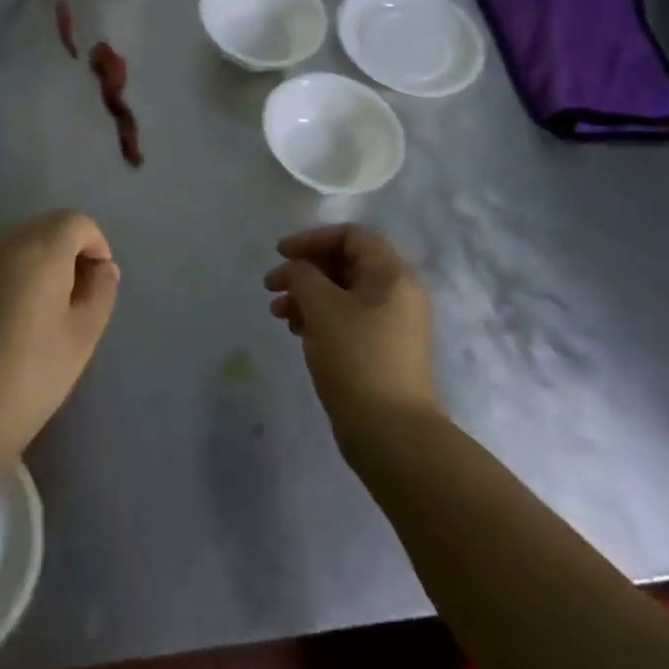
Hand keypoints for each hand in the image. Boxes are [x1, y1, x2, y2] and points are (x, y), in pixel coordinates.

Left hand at [0, 210, 119, 461]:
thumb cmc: (34, 376)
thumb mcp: (84, 335)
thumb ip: (101, 290)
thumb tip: (102, 267)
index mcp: (39, 252)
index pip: (74, 222)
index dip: (94, 243)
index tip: (98, 280)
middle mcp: (0, 246)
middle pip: (41, 226)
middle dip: (64, 249)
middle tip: (73, 293)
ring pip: (11, 245)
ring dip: (32, 261)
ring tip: (37, 308)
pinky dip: (2, 277)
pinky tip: (1, 321)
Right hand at [264, 226, 437, 434]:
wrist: (392, 433)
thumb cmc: (356, 358)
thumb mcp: (322, 307)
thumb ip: (303, 275)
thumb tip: (297, 268)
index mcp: (391, 274)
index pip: (351, 236)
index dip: (312, 239)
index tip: (280, 254)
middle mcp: (398, 293)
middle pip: (346, 263)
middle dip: (305, 270)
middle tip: (271, 286)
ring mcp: (392, 324)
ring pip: (343, 294)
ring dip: (307, 296)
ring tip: (278, 314)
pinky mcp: (382, 350)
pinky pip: (347, 319)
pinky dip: (320, 318)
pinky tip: (296, 332)